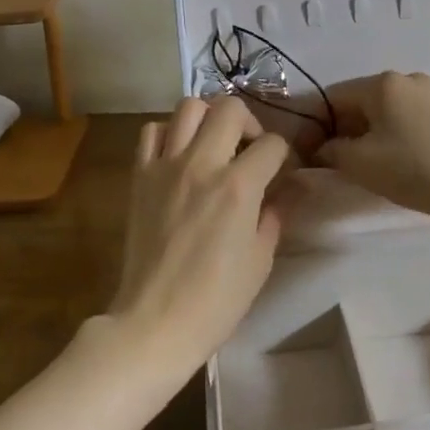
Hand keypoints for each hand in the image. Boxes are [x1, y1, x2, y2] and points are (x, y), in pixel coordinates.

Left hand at [105, 97, 291, 375]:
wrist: (155, 322)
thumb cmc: (216, 300)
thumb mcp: (260, 260)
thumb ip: (275, 214)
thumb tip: (290, 189)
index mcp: (239, 186)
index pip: (273, 144)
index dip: (285, 155)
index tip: (283, 172)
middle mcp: (203, 164)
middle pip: (231, 108)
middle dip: (250, 123)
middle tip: (250, 150)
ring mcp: (166, 166)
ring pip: (189, 107)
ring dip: (209, 118)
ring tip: (214, 143)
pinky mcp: (140, 175)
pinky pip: (151, 131)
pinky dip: (168, 133)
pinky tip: (178, 155)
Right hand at [316, 71, 429, 221]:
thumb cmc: (415, 168)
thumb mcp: (360, 163)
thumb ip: (330, 151)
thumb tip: (320, 149)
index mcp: (381, 83)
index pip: (332, 96)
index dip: (314, 124)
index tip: (307, 152)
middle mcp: (406, 79)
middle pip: (359, 102)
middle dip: (342, 130)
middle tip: (334, 163)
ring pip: (385, 112)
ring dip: (368, 135)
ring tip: (366, 167)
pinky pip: (408, 120)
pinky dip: (393, 137)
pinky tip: (396, 163)